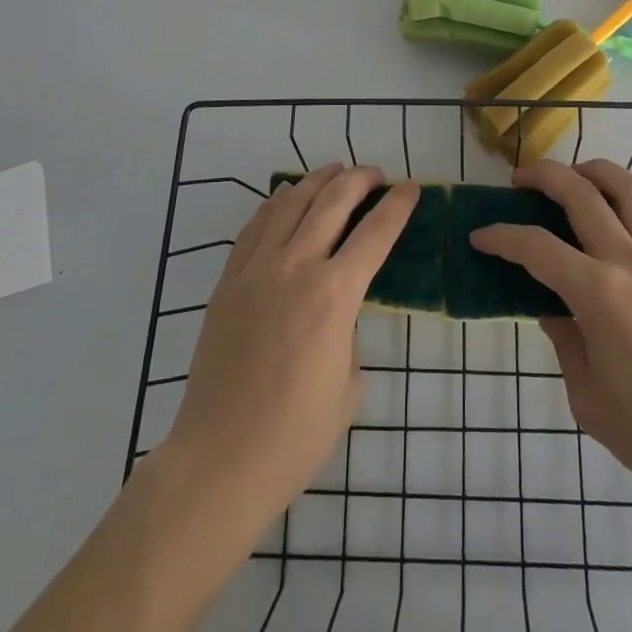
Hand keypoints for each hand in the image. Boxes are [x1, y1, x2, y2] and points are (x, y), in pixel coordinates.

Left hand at [162, 162, 417, 538]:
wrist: (220, 460)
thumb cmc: (294, 436)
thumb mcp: (347, 386)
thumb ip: (349, 335)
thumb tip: (338, 314)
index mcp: (335, 294)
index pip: (376, 233)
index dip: (398, 206)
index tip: (412, 188)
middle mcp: (296, 266)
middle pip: (333, 201)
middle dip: (360, 179)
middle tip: (377, 176)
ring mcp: (257, 268)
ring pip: (292, 202)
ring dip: (318, 180)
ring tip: (336, 171)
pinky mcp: (229, 280)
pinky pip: (256, 225)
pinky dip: (276, 203)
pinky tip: (286, 196)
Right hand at [471, 158, 631, 503]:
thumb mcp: (588, 400)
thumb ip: (565, 345)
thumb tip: (553, 311)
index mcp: (597, 294)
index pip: (537, 248)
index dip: (502, 237)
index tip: (480, 237)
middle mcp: (630, 263)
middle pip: (582, 195)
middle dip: (544, 177)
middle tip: (520, 180)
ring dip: (598, 171)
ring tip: (577, 175)